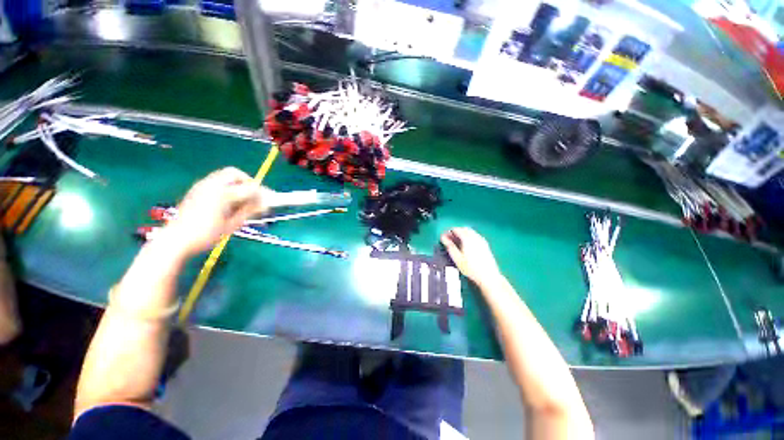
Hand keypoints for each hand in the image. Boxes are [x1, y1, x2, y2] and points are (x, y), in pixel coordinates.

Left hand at [161, 167, 267, 256]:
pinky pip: (216, 182)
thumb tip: (264, 205)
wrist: (176, 240)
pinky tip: (227, 202)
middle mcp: (211, 185)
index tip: (269, 200)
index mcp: (222, 194)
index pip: (249, 188)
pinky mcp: (196, 190)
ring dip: (237, 184)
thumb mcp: (232, 224)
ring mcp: (202, 186)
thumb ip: (249, 211)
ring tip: (240, 200)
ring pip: (224, 176)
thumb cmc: (206, 235)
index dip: (262, 193)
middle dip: (247, 182)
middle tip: (253, 196)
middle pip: (235, 173)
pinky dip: (227, 187)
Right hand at [441, 227, 501, 285]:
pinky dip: (469, 237)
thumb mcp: (457, 258)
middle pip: (464, 229)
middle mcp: (475, 237)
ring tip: (457, 242)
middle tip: (449, 239)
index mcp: (467, 239)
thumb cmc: (471, 268)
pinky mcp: (485, 245)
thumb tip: (443, 238)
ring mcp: (481, 240)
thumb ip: (449, 246)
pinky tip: (466, 245)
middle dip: (456, 232)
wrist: (488, 276)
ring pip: (470, 232)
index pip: (456, 229)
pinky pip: (475, 236)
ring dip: (462, 234)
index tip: (444, 237)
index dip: (448, 232)